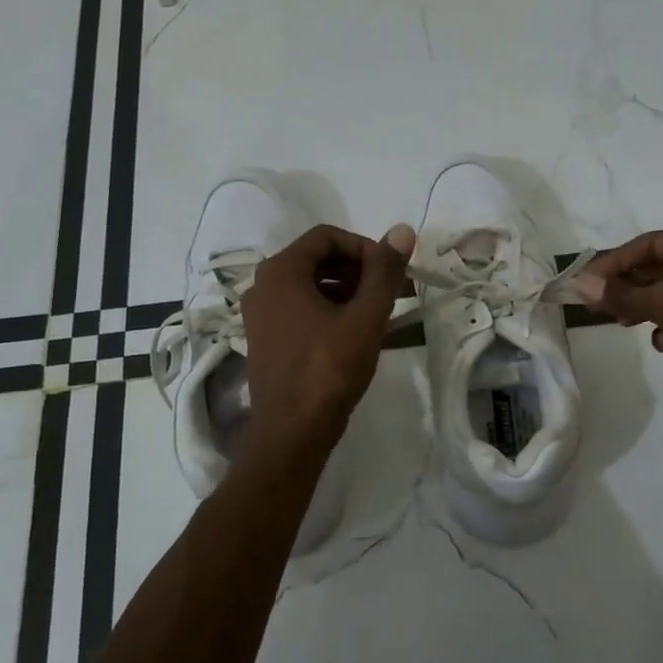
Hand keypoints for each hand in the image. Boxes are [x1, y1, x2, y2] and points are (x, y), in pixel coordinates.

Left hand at [239, 222, 414, 455]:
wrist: (292, 432)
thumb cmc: (328, 369)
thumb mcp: (365, 317)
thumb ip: (384, 271)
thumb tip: (402, 230)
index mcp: (281, 271)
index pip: (327, 237)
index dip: (365, 248)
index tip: (391, 273)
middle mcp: (263, 286)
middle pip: (317, 260)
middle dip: (359, 271)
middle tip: (393, 293)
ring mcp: (260, 315)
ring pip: (310, 286)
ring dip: (348, 292)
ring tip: (379, 315)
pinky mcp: (266, 340)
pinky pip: (301, 310)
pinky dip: (330, 311)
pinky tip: (356, 334)